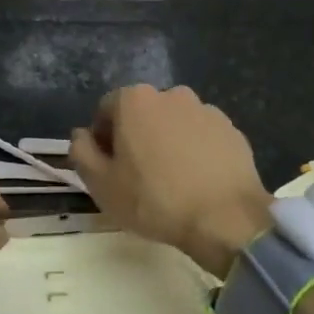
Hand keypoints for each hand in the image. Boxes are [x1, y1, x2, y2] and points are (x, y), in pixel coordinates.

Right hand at [70, 85, 271, 277]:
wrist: (226, 220)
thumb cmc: (154, 199)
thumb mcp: (100, 183)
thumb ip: (81, 151)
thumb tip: (82, 135)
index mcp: (134, 99)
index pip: (105, 110)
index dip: (102, 139)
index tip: (109, 168)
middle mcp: (170, 94)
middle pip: (141, 114)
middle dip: (135, 137)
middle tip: (138, 176)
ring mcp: (205, 110)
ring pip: (173, 124)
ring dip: (167, 142)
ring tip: (172, 180)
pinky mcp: (231, 130)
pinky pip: (202, 136)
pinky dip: (195, 151)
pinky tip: (197, 181)